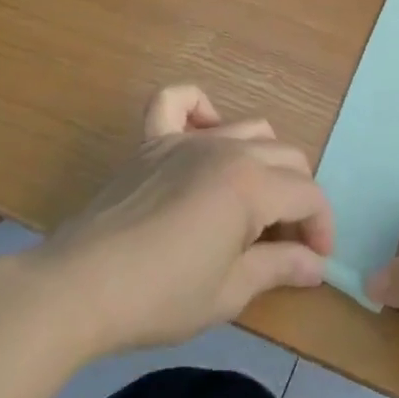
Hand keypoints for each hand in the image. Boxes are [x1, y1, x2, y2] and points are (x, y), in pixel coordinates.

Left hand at [48, 85, 334, 354]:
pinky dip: (198, 107)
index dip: (321, 227)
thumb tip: (316, 265)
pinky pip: (177, 101)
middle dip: (298, 198)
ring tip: (253, 202)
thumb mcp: (229, 292)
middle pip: (287, 158)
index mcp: (253, 185)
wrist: (78, 289)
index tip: (315, 261)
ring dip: (264, 161)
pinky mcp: (151, 143)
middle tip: (285, 242)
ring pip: (249, 129)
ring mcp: (187, 139)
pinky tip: (206, 131)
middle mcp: (227, 149)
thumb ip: (279, 268)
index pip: (309, 195)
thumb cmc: (160, 296)